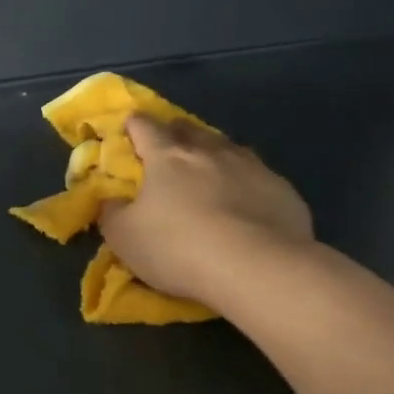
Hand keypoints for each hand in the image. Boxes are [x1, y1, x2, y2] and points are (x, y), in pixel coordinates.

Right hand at [99, 117, 313, 307]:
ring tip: (209, 172)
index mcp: (167, 157)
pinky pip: (257, 176)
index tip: (128, 128)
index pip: (144, 126)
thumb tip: (110, 200)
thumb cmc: (178, 247)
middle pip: (188, 130)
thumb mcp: (124, 237)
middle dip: (175, 133)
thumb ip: (112, 213)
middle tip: (167, 148)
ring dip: (213, 154)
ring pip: (227, 148)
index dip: (133, 125)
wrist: (258, 268)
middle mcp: (209, 152)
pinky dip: (245, 182)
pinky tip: (245, 203)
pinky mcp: (282, 189)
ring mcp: (250, 167)